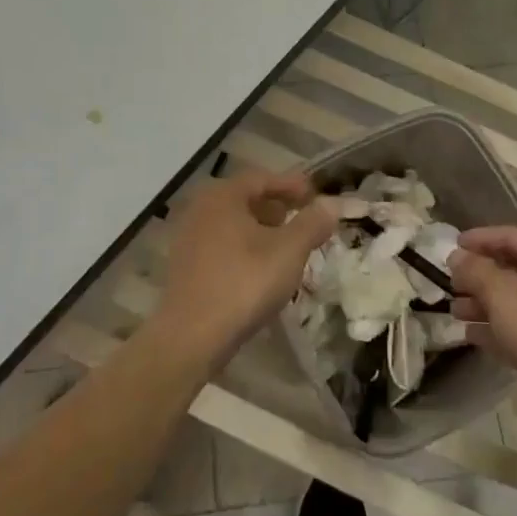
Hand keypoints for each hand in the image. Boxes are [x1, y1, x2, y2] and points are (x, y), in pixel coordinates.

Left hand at [153, 170, 336, 372]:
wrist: (190, 337)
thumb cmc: (243, 284)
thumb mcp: (288, 251)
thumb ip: (312, 223)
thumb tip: (332, 203)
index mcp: (223, 196)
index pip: (261, 178)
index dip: (291, 185)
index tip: (315, 195)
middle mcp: (200, 209)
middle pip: (245, 199)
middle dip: (276, 206)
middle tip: (302, 218)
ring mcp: (188, 238)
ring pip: (232, 223)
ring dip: (260, 229)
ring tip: (286, 245)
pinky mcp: (184, 266)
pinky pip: (221, 244)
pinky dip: (243, 247)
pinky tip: (260, 269)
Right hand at [451, 227, 516, 445]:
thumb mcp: (504, 295)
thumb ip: (476, 271)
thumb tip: (457, 256)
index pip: (513, 236)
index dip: (481, 238)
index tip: (452, 245)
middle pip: (514, 268)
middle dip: (480, 274)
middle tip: (450, 282)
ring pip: (516, 300)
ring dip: (484, 303)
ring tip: (454, 310)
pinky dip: (498, 328)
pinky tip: (471, 335)